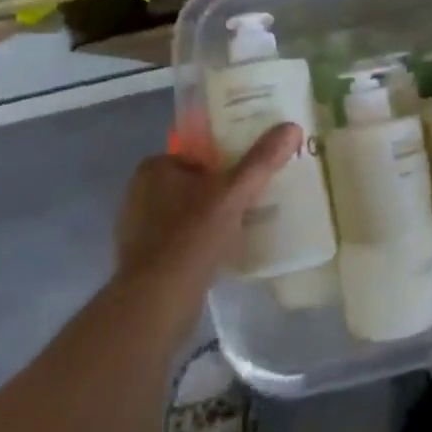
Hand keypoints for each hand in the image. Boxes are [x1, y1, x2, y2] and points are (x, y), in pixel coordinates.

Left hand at [112, 123, 301, 330]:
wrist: (157, 303)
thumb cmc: (191, 237)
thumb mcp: (233, 194)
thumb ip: (261, 161)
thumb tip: (292, 127)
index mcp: (154, 169)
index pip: (197, 153)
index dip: (225, 158)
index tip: (250, 169)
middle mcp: (140, 194)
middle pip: (193, 182)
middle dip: (220, 188)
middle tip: (253, 194)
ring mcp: (139, 229)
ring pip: (187, 212)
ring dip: (211, 216)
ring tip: (246, 220)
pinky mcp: (144, 260)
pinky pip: (181, 239)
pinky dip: (201, 241)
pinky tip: (224, 250)